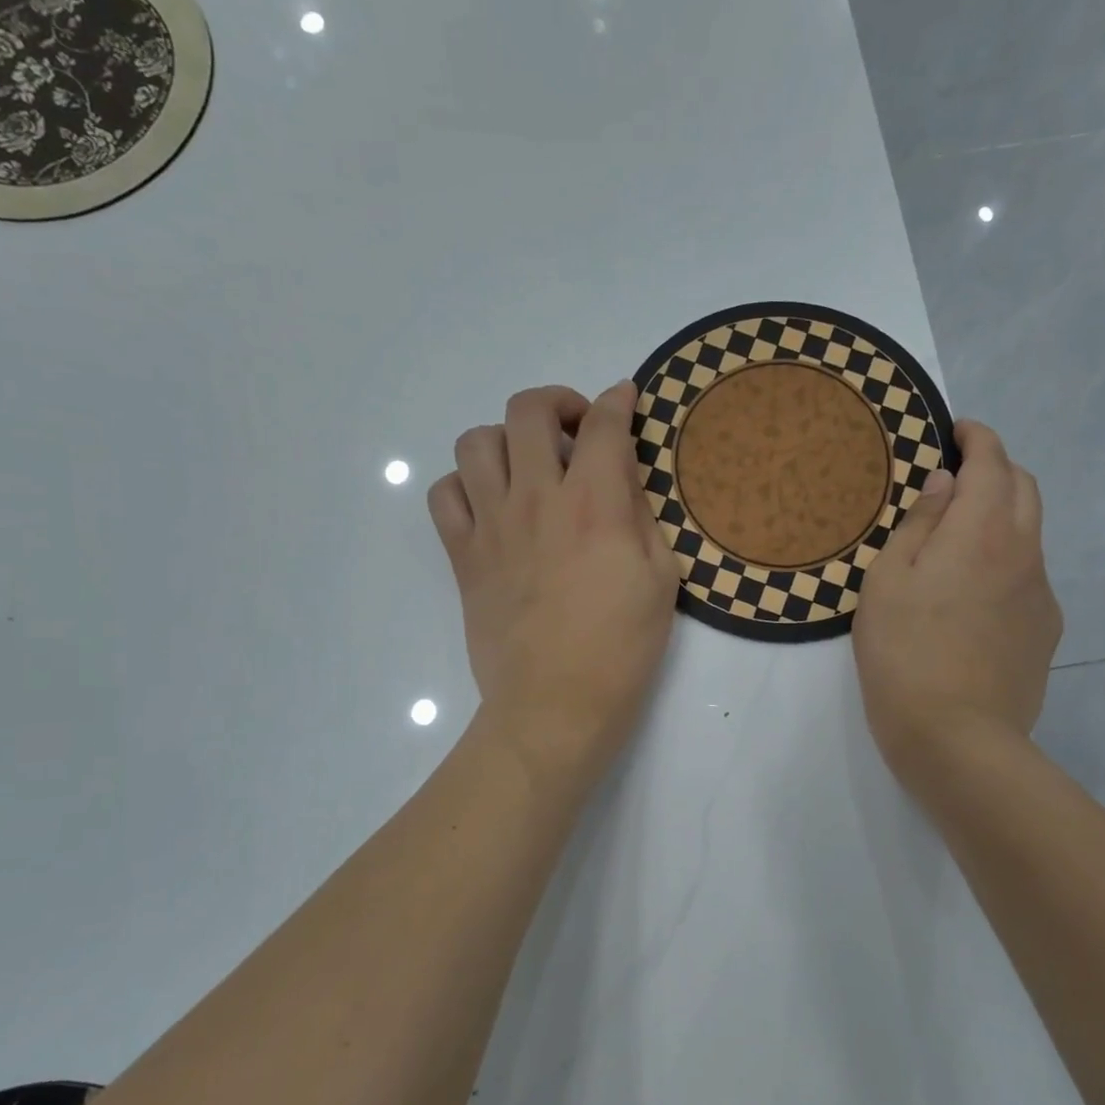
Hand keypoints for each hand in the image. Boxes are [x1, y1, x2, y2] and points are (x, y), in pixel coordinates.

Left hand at [429, 382, 678, 788]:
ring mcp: (492, 525)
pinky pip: (444, 493)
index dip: (618, 399)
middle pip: (528, 410)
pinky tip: (491, 503)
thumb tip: (622, 479)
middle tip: (575, 431)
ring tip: (528, 466)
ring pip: (476, 441)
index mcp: (595, 505)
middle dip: (558, 403)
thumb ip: (642, 517)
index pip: (603, 424)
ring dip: (507, 439)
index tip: (624, 398)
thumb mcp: (661, 579)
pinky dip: (465, 484)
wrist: (554, 705)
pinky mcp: (463, 555)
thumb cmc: (621, 649)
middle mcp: (537, 499)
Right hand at [853, 420, 1062, 783]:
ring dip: (1000, 515)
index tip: (958, 430)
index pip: (992, 462)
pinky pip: (1027, 574)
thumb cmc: (903, 653)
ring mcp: (1041, 593)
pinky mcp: (1046, 629)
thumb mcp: (887, 581)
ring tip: (957, 537)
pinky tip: (971, 594)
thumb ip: (920, 524)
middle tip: (957, 477)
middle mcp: (1023, 552)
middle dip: (996, 469)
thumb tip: (947, 484)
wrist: (958, 737)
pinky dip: (1004, 559)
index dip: (978, 438)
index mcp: (980, 532)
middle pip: (1024, 488)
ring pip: (1029, 532)